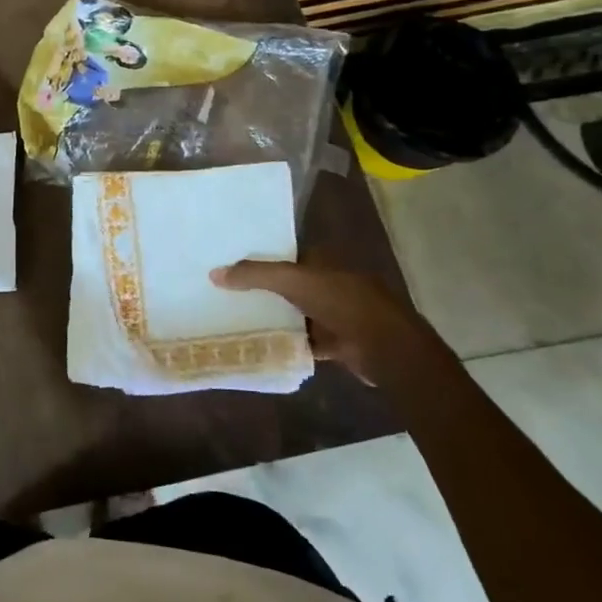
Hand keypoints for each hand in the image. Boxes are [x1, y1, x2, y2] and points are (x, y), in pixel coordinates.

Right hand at [209, 262, 450, 385]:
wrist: (386, 348)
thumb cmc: (343, 302)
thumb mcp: (293, 280)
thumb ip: (255, 275)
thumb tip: (214, 273)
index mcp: (326, 261)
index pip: (289, 253)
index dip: (263, 256)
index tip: (234, 263)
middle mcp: (332, 283)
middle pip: (292, 284)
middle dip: (266, 289)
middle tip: (228, 292)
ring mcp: (338, 314)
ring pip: (299, 313)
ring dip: (277, 317)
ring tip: (238, 318)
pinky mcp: (340, 343)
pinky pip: (307, 341)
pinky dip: (290, 343)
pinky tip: (265, 346)